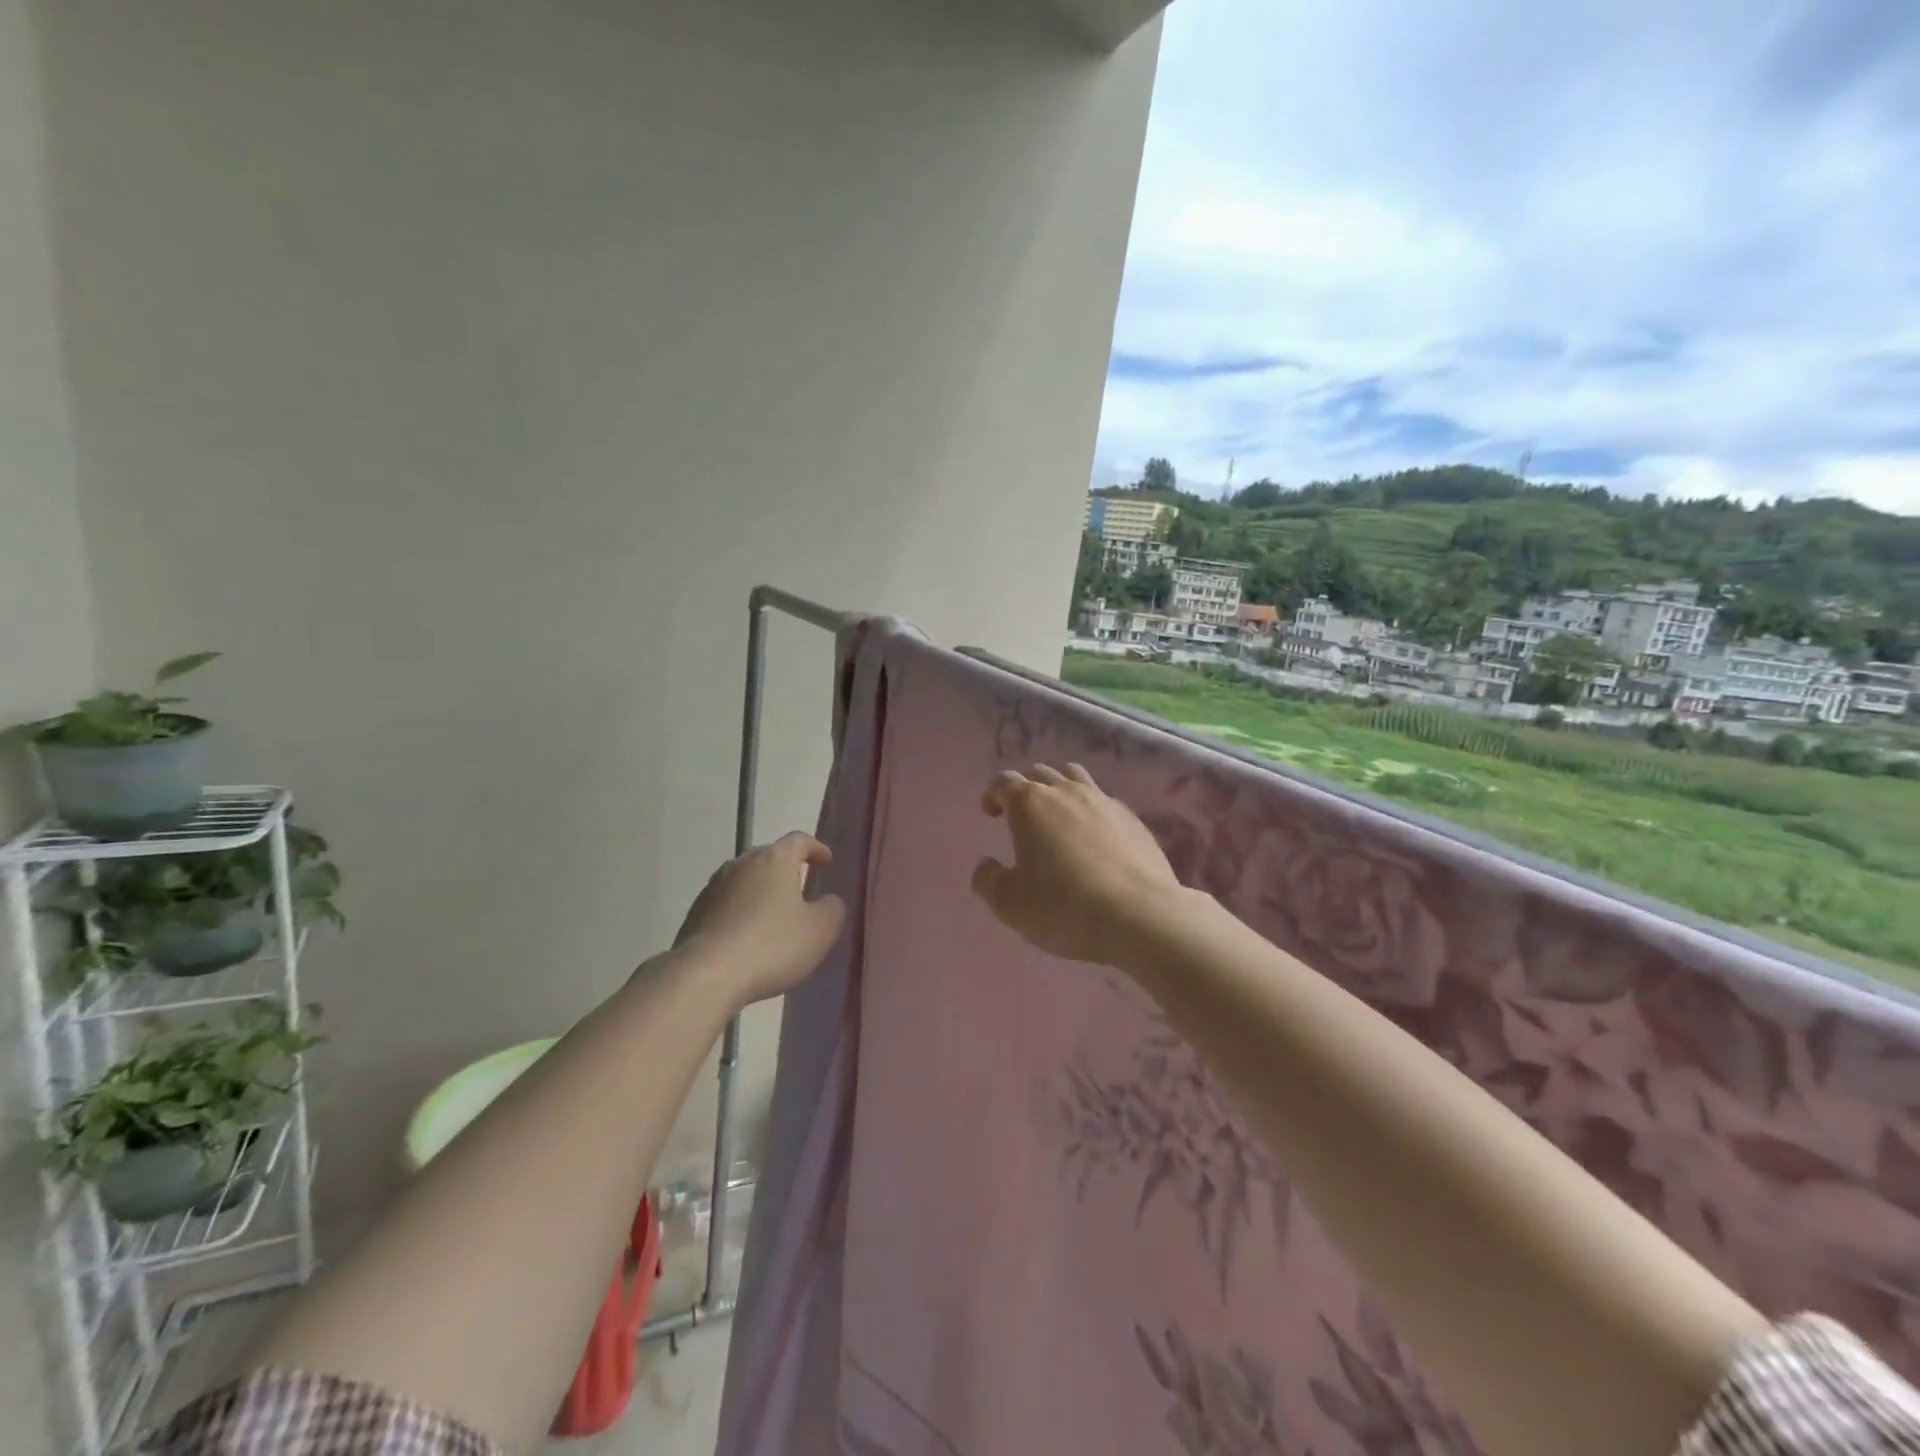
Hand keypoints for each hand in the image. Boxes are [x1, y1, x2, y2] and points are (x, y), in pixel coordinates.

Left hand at [675, 832, 845, 1005]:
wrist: (705, 974)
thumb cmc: (772, 945)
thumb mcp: (820, 931)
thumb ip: (831, 909)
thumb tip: (827, 901)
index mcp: (775, 859)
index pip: (799, 840)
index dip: (816, 848)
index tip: (826, 862)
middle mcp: (741, 863)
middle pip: (769, 857)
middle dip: (786, 870)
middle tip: (801, 888)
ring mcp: (713, 887)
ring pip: (745, 880)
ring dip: (761, 892)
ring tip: (773, 916)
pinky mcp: (695, 912)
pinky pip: (726, 904)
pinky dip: (740, 912)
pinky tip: (747, 938)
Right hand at [971, 764, 1183, 967]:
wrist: (1139, 916)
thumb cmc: (1064, 906)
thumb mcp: (1009, 903)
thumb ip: (988, 881)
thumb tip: (986, 866)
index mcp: (1030, 803)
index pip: (1004, 781)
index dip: (993, 794)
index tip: (991, 813)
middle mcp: (1066, 791)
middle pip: (1040, 773)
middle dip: (1026, 789)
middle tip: (1022, 816)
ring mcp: (1104, 801)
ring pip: (1075, 777)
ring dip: (1060, 789)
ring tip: (1059, 816)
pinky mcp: (1133, 819)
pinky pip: (1104, 801)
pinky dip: (1091, 810)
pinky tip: (1094, 838)